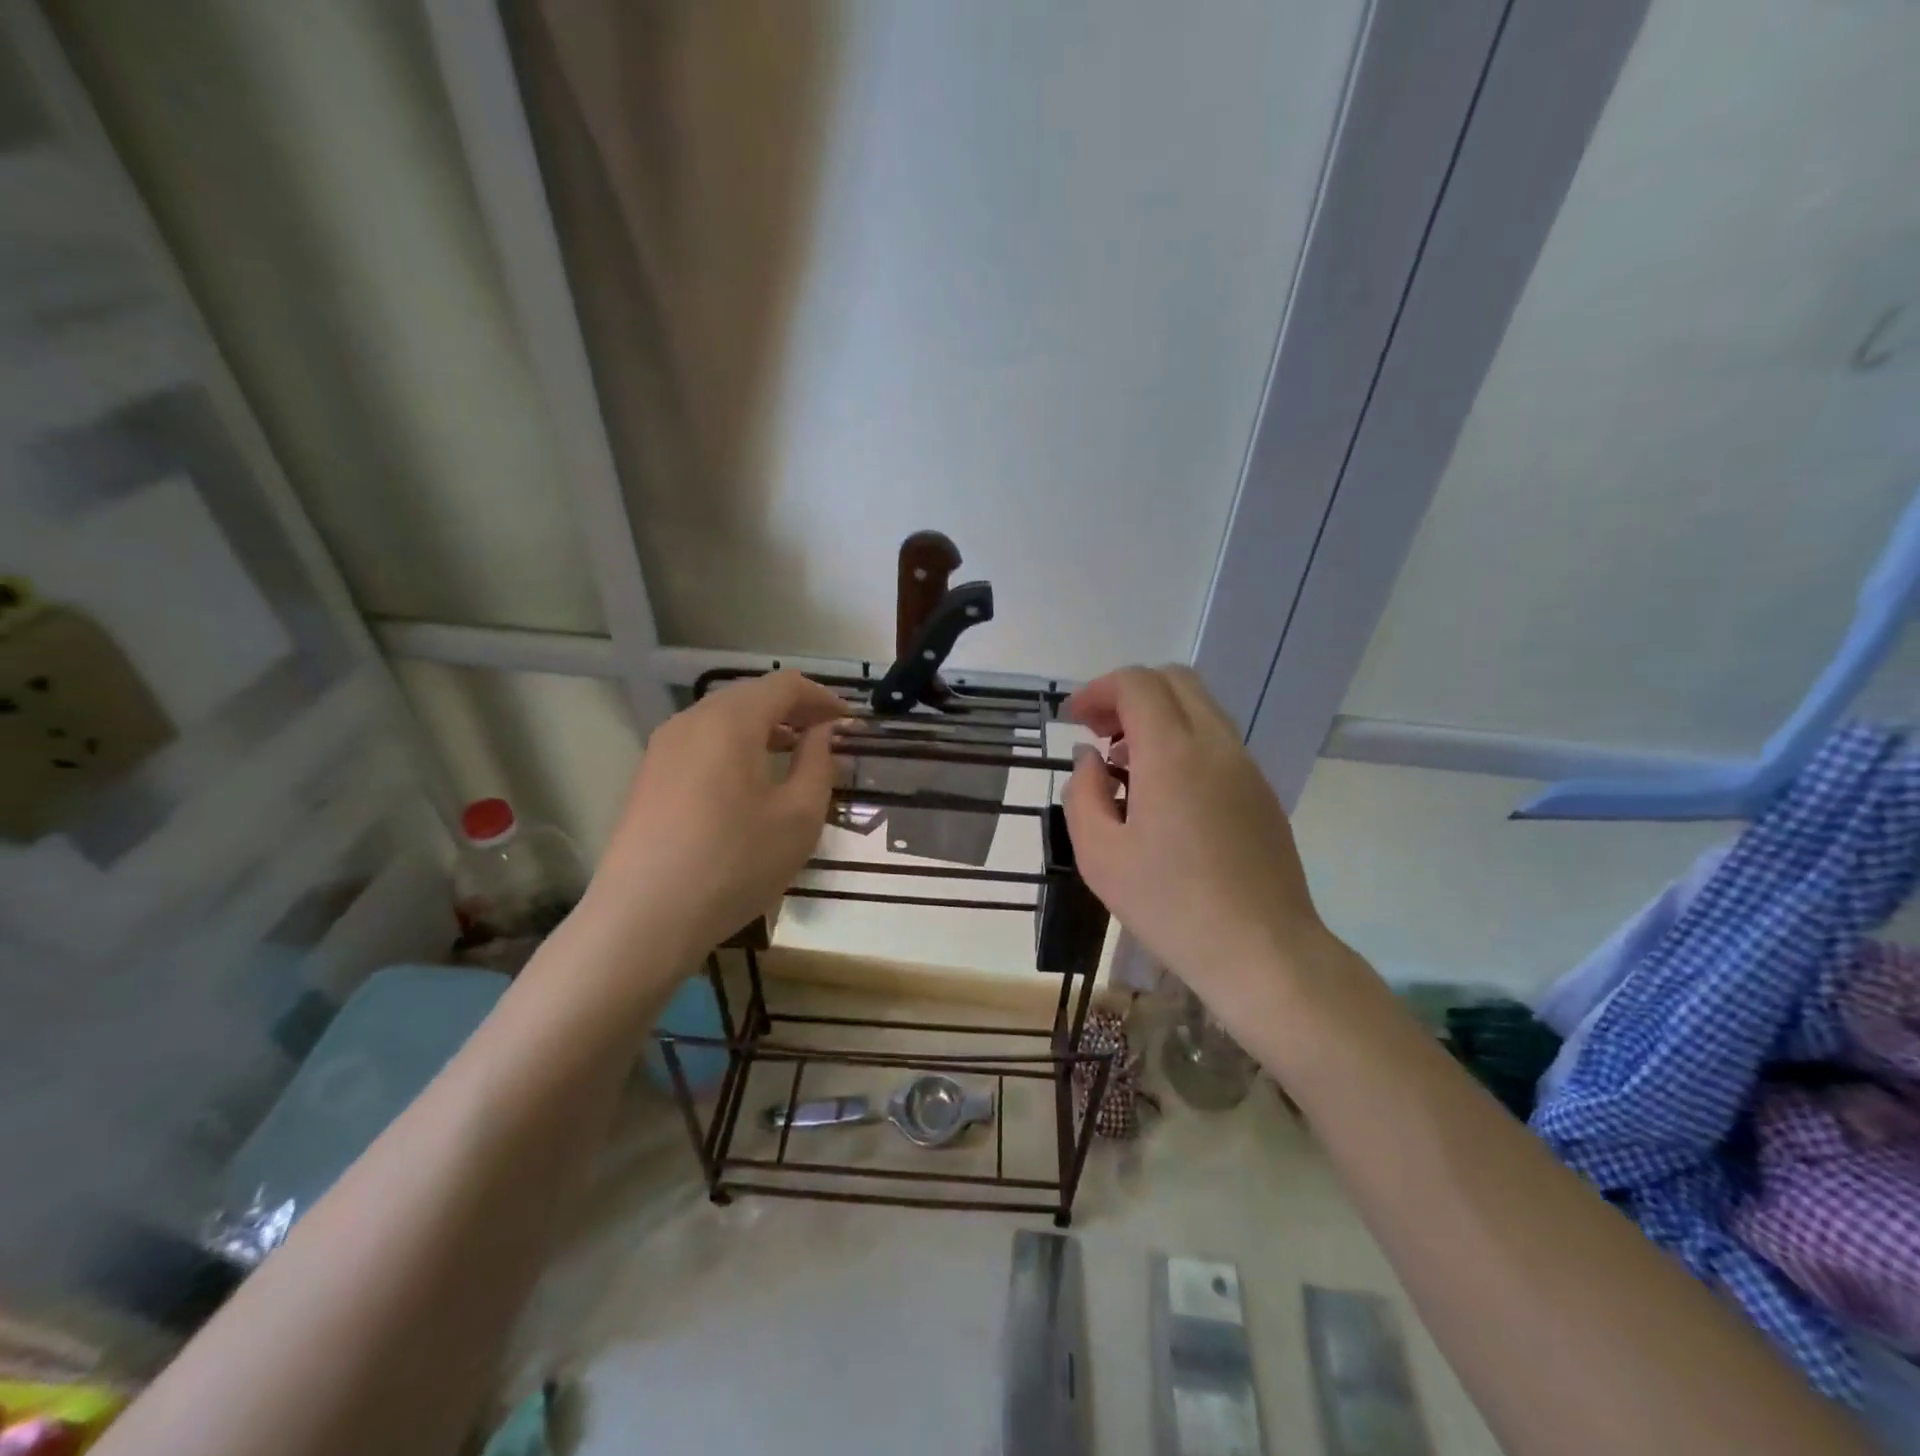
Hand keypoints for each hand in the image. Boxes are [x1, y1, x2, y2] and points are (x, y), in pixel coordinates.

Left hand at [588, 670, 846, 960]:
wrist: (644, 918)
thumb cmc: (734, 863)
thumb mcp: (798, 816)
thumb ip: (819, 763)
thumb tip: (823, 733)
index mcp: (730, 720)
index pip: (785, 685)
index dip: (824, 698)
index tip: (851, 724)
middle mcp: (691, 720)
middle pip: (752, 696)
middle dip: (794, 711)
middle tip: (827, 738)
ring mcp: (663, 747)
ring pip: (724, 719)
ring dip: (765, 729)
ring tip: (795, 757)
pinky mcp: (649, 775)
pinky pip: (703, 743)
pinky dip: (736, 747)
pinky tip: (750, 782)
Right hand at [1063, 666, 1331, 1018]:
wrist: (1262, 952)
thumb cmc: (1170, 905)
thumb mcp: (1100, 855)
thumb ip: (1083, 793)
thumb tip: (1091, 760)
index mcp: (1173, 753)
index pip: (1137, 683)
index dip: (1098, 690)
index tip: (1073, 719)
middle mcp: (1216, 744)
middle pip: (1174, 680)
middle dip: (1128, 693)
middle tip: (1099, 733)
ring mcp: (1246, 766)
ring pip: (1200, 707)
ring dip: (1157, 716)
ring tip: (1125, 765)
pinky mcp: (1261, 791)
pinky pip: (1217, 740)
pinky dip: (1182, 740)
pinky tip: (1163, 793)